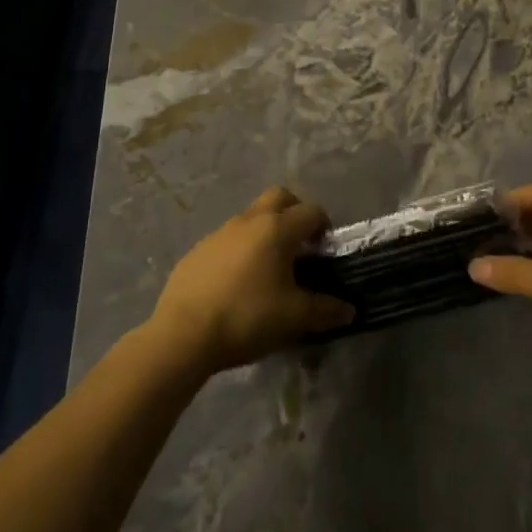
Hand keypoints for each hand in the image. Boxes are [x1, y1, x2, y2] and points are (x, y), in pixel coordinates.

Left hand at [150, 188, 355, 373]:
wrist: (183, 334)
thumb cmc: (247, 317)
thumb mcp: (294, 318)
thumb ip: (325, 310)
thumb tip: (349, 310)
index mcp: (277, 229)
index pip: (311, 211)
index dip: (323, 226)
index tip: (325, 250)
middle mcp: (249, 220)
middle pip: (279, 197)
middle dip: (294, 212)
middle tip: (300, 244)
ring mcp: (220, 232)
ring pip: (251, 217)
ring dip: (265, 231)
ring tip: (269, 269)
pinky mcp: (198, 250)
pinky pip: (228, 239)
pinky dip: (240, 250)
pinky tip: (238, 283)